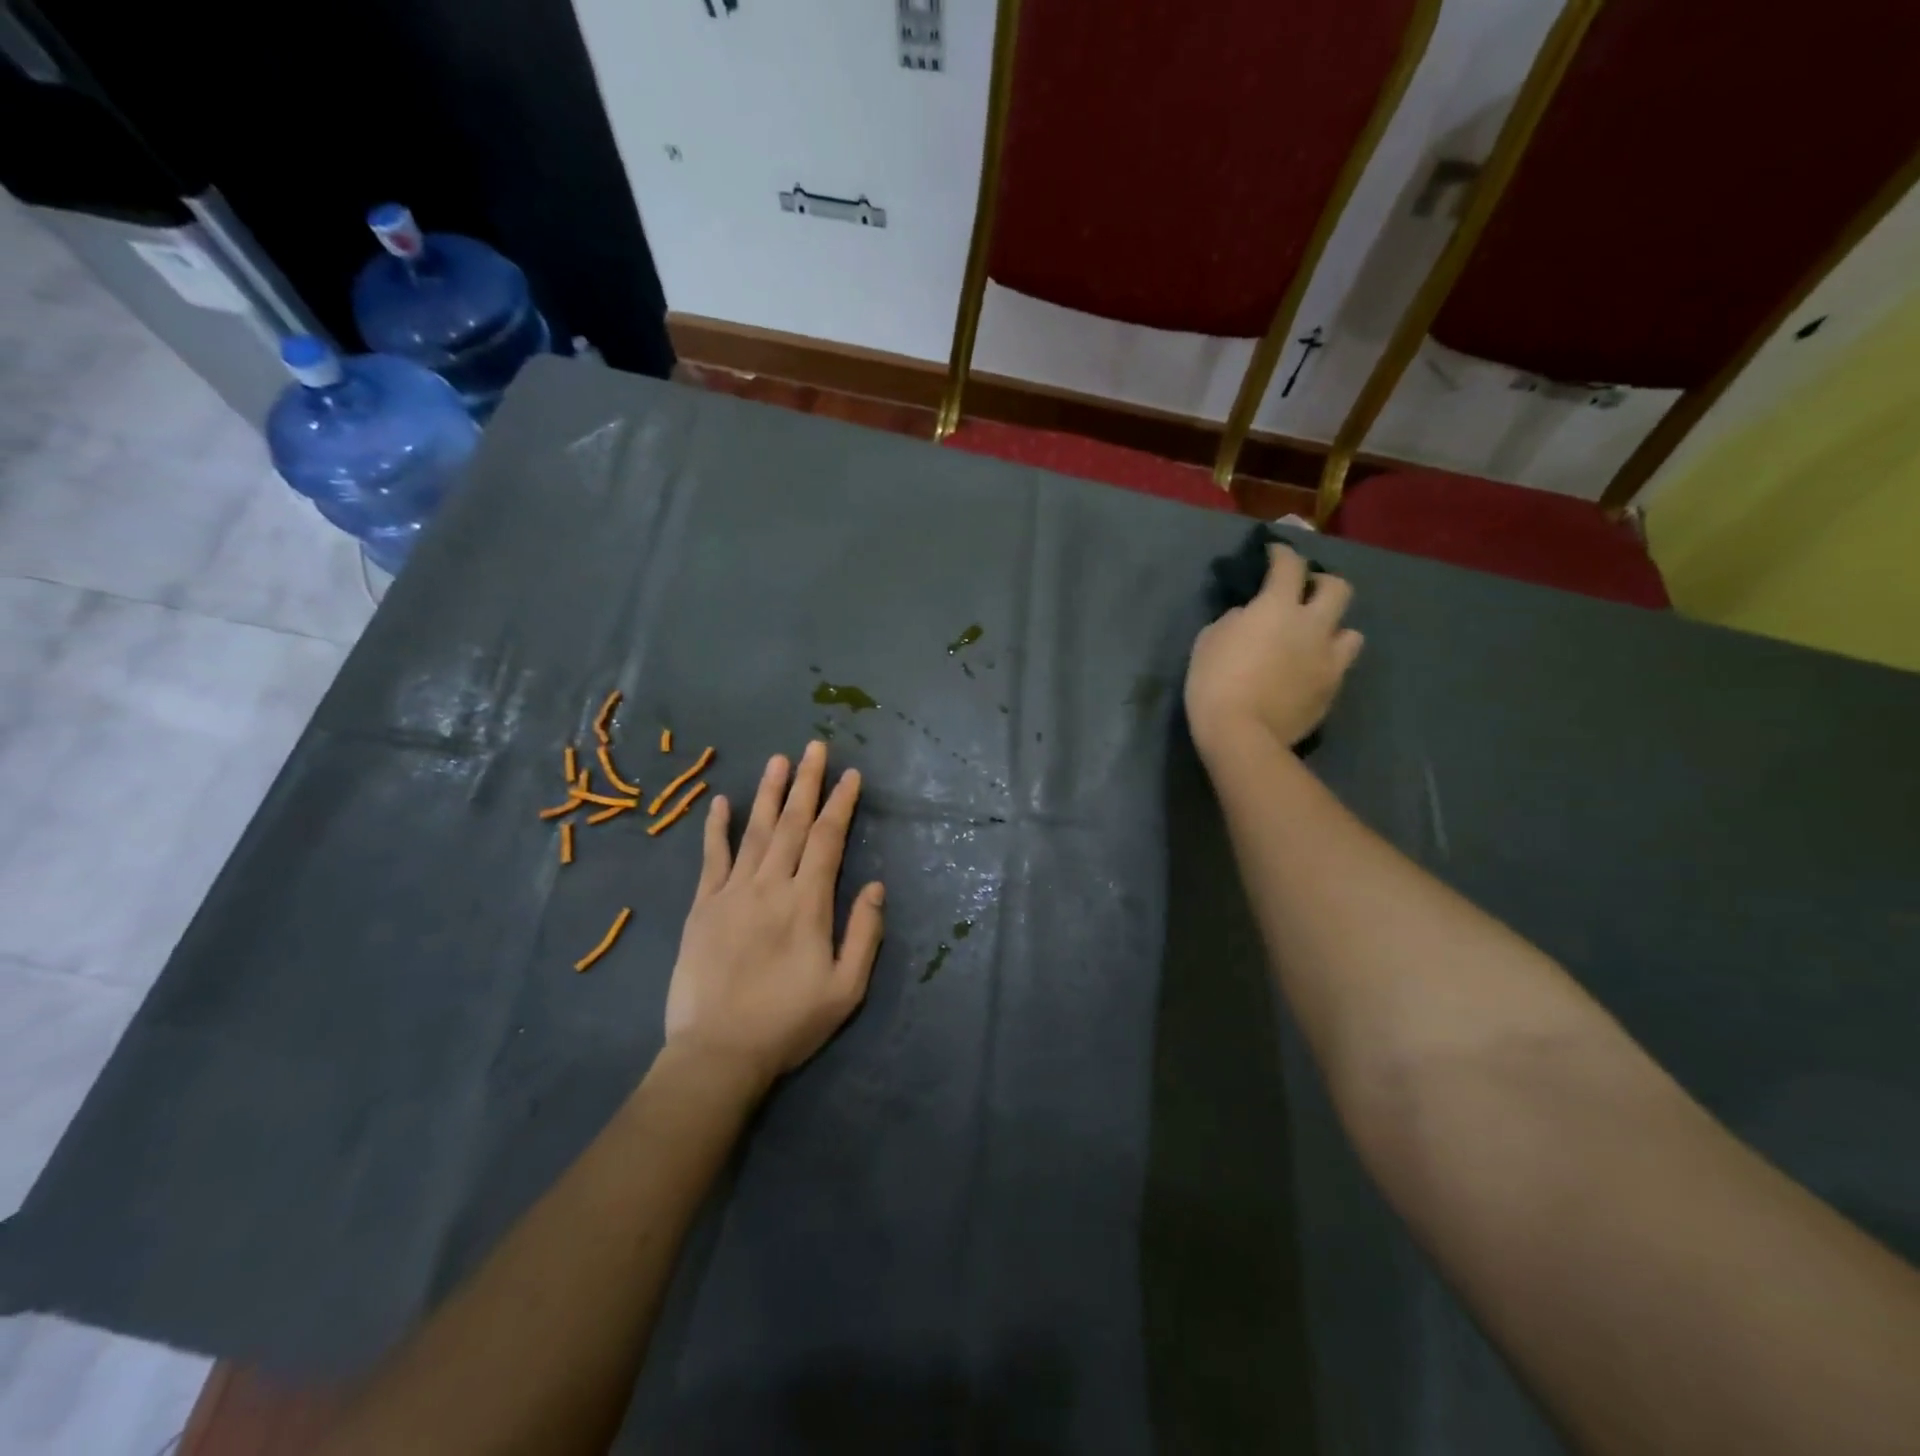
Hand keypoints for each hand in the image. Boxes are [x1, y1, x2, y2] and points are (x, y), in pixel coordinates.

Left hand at [664, 741, 885, 1091]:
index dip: (841, 804)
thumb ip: (864, 933)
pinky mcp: (702, 907)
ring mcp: (731, 893)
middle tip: (815, 746)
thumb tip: (875, 886)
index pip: (828, 840)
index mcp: (807, 903)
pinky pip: (711, 859)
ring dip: (769, 793)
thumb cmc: (788, 1023)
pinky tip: (721, 802)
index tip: (851, 775)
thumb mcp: (846, 989)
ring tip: (779, 760)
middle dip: (807, 782)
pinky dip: (717, 829)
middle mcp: (770, 886)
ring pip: (755, 831)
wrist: (717, 1054)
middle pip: (793, 824)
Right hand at [1185, 543, 1363, 759]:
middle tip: (1304, 593)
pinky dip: (1325, 663)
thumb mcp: (1209, 640)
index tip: (1274, 553)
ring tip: (1313, 639)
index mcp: (1277, 607)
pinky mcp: (1332, 689)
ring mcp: (1328, 659)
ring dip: (1333, 629)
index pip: (1289, 566)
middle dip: (1321, 584)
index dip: (1282, 553)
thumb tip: (1249, 616)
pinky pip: (1338, 666)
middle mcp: (1312, 625)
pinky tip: (1307, 672)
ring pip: (1351, 631)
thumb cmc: (1214, 682)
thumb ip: (1235, 620)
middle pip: (1338, 588)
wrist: (1242, 734)